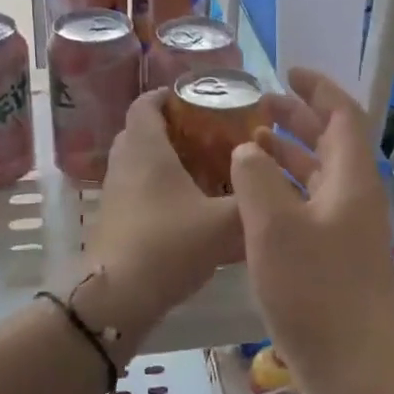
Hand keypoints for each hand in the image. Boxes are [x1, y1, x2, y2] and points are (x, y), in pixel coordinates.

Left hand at [88, 89, 242, 316]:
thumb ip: (253, 200)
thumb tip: (279, 184)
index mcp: (145, 148)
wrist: (118, 297)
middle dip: (173, 128)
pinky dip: (159, 188)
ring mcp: (114, 192)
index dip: (169, 95)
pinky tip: (189, 207)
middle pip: (142, 130)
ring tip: (205, 170)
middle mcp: (124, 163)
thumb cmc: (169, 245)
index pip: (147, 103)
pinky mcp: (114, 219)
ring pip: (139, 162)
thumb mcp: (224, 223)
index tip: (199, 99)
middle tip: (210, 135)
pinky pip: (136, 188)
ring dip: (166, 160)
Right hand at [231, 67, 393, 377]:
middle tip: (258, 105)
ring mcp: (347, 229)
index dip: (317, 88)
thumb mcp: (273, 227)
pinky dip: (284, 190)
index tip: (286, 71)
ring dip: (287, 155)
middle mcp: (355, 197)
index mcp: (350, 179)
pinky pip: (310, 205)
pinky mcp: (336, 257)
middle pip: (331, 142)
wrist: (357, 367)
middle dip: (297, 118)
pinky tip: (253, 200)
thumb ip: (255, 178)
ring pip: (318, 175)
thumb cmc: (316, 291)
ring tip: (249, 143)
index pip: (342, 114)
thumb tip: (247, 151)